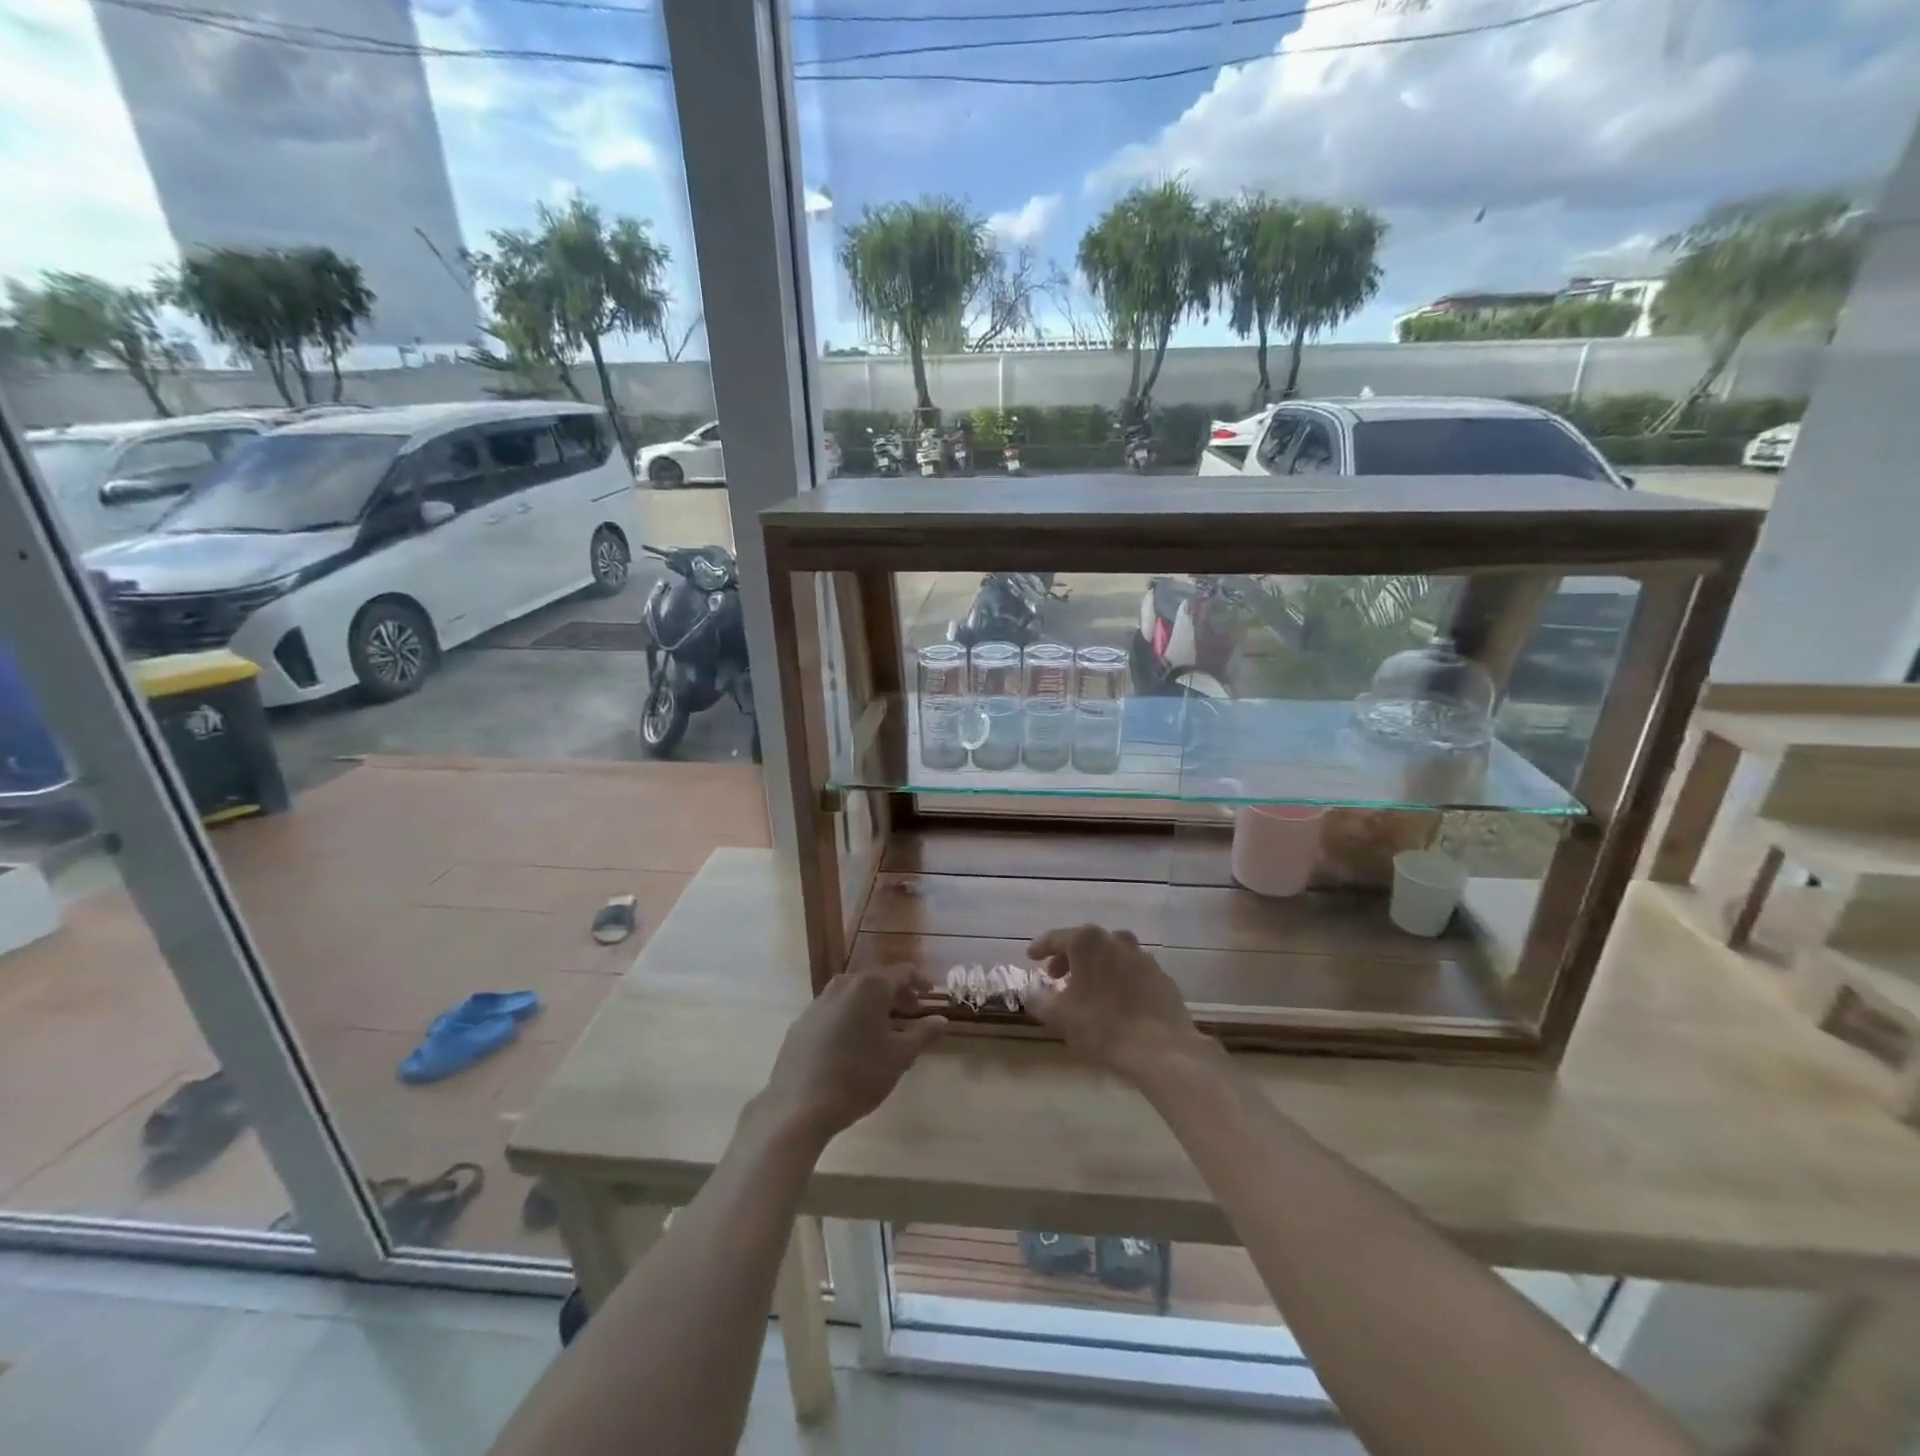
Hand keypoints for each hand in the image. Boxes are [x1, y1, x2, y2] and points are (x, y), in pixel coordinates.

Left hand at [751, 964, 946, 1148]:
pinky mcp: (801, 1024)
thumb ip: (923, 1034)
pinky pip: (833, 1011)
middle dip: (896, 994)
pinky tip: (853, 1045)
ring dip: (872, 1006)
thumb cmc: (858, 1076)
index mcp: (869, 987)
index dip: (920, 981)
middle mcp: (842, 986)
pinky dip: (850, 1018)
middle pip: (876, 980)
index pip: (902, 972)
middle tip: (911, 1013)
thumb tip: (941, 1019)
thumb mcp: (900, 1057)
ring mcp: (817, 1004)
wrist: (798, 1106)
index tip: (930, 994)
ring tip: (884, 1031)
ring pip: (853, 995)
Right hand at [1026, 924, 1210, 1079]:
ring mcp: (1143, 957)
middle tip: (1057, 977)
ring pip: (1112, 955)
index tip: (1031, 958)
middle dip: (1069, 958)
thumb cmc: (1102, 1026)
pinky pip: (1133, 972)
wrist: (1161, 1049)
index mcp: (1088, 942)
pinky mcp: (1162, 977)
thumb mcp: (1059, 1016)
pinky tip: (1117, 1002)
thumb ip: (1038, 999)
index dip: (1041, 948)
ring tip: (1088, 990)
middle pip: (1086, 943)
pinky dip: (1120, 980)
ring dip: (1096, 968)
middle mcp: (1116, 940)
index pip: (1056, 938)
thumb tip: (1031, 992)